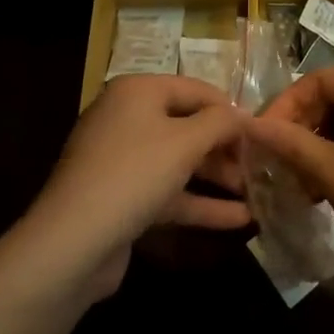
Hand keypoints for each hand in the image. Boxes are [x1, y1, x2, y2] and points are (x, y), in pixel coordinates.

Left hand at [21, 75, 249, 300]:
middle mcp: (127, 120)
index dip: (230, 109)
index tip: (262, 132)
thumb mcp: (186, 141)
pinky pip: (168, 193)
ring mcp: (122, 162)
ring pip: (180, 163)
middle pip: (188, 126)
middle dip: (225, 148)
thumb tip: (243, 115)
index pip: (196, 89)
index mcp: (137, 92)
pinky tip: (239, 219)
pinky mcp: (122, 200)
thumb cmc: (134, 174)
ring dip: (217, 177)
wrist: (71, 244)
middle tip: (260, 165)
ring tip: (257, 193)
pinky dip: (200, 204)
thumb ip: (220, 123)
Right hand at [245, 67, 333, 290]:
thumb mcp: (328, 170)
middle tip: (282, 158)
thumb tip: (250, 124)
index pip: (320, 78)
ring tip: (303, 178)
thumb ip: (288, 142)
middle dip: (305, 124)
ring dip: (324, 142)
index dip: (287, 102)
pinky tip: (332, 187)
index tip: (266, 135)